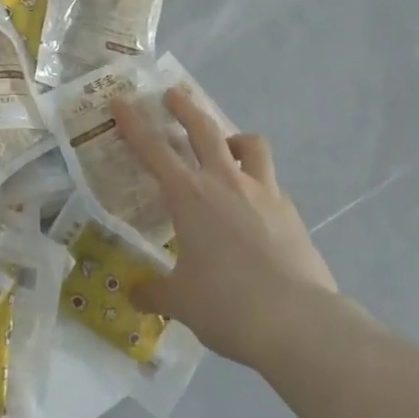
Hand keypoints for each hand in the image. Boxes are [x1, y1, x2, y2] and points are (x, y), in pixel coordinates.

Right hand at [112, 87, 336, 367]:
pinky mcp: (291, 212)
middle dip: (184, 107)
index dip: (133, 123)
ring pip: (250, 145)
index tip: (120, 100)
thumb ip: (155, 293)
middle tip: (173, 95)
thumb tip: (134, 295)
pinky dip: (259, 183)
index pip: (152, 149)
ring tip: (226, 146)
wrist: (298, 323)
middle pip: (203, 129)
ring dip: (233, 138)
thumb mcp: (181, 302)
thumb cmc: (227, 305)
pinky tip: (256, 205)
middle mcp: (224, 182)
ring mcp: (262, 192)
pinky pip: (271, 183)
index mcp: (188, 196)